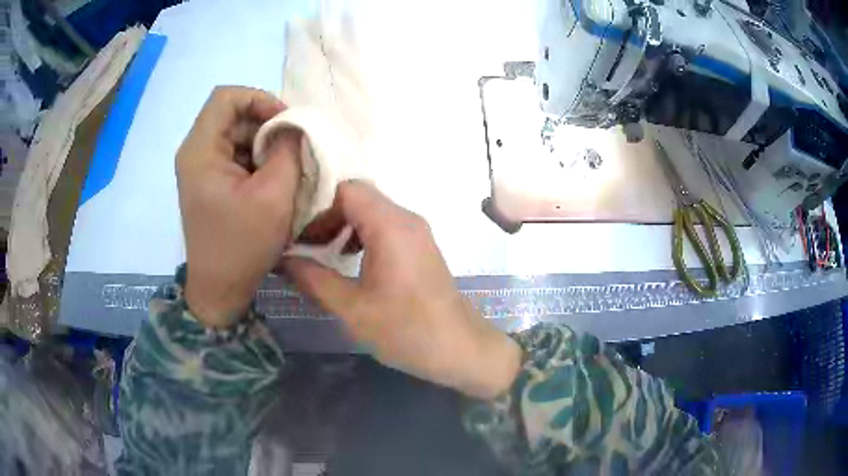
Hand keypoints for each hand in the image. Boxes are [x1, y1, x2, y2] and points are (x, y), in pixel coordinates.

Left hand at [177, 86, 301, 327]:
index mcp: (200, 151)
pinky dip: (257, 160)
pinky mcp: (208, 182)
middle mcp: (195, 153)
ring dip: (264, 145)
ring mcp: (200, 168)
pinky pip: (234, 155)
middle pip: (232, 115)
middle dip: (266, 125)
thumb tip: (296, 126)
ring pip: (236, 134)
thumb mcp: (274, 197)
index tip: (286, 122)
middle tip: (293, 148)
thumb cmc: (242, 246)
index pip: (226, 97)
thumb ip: (288, 151)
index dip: (259, 99)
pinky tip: (272, 182)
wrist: (219, 289)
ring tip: (285, 168)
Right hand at [284, 181, 520, 398]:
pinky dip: (361, 235)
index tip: (294, 230)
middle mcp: (406, 218)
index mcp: (391, 225)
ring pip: (370, 211)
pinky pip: (384, 226)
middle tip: (302, 244)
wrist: (460, 348)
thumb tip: (282, 260)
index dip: (316, 205)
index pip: (345, 188)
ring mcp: (416, 231)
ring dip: (342, 226)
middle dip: (326, 216)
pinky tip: (348, 262)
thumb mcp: (352, 308)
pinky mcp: (420, 246)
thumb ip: (313, 279)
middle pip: (357, 197)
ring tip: (320, 254)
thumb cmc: (406, 330)